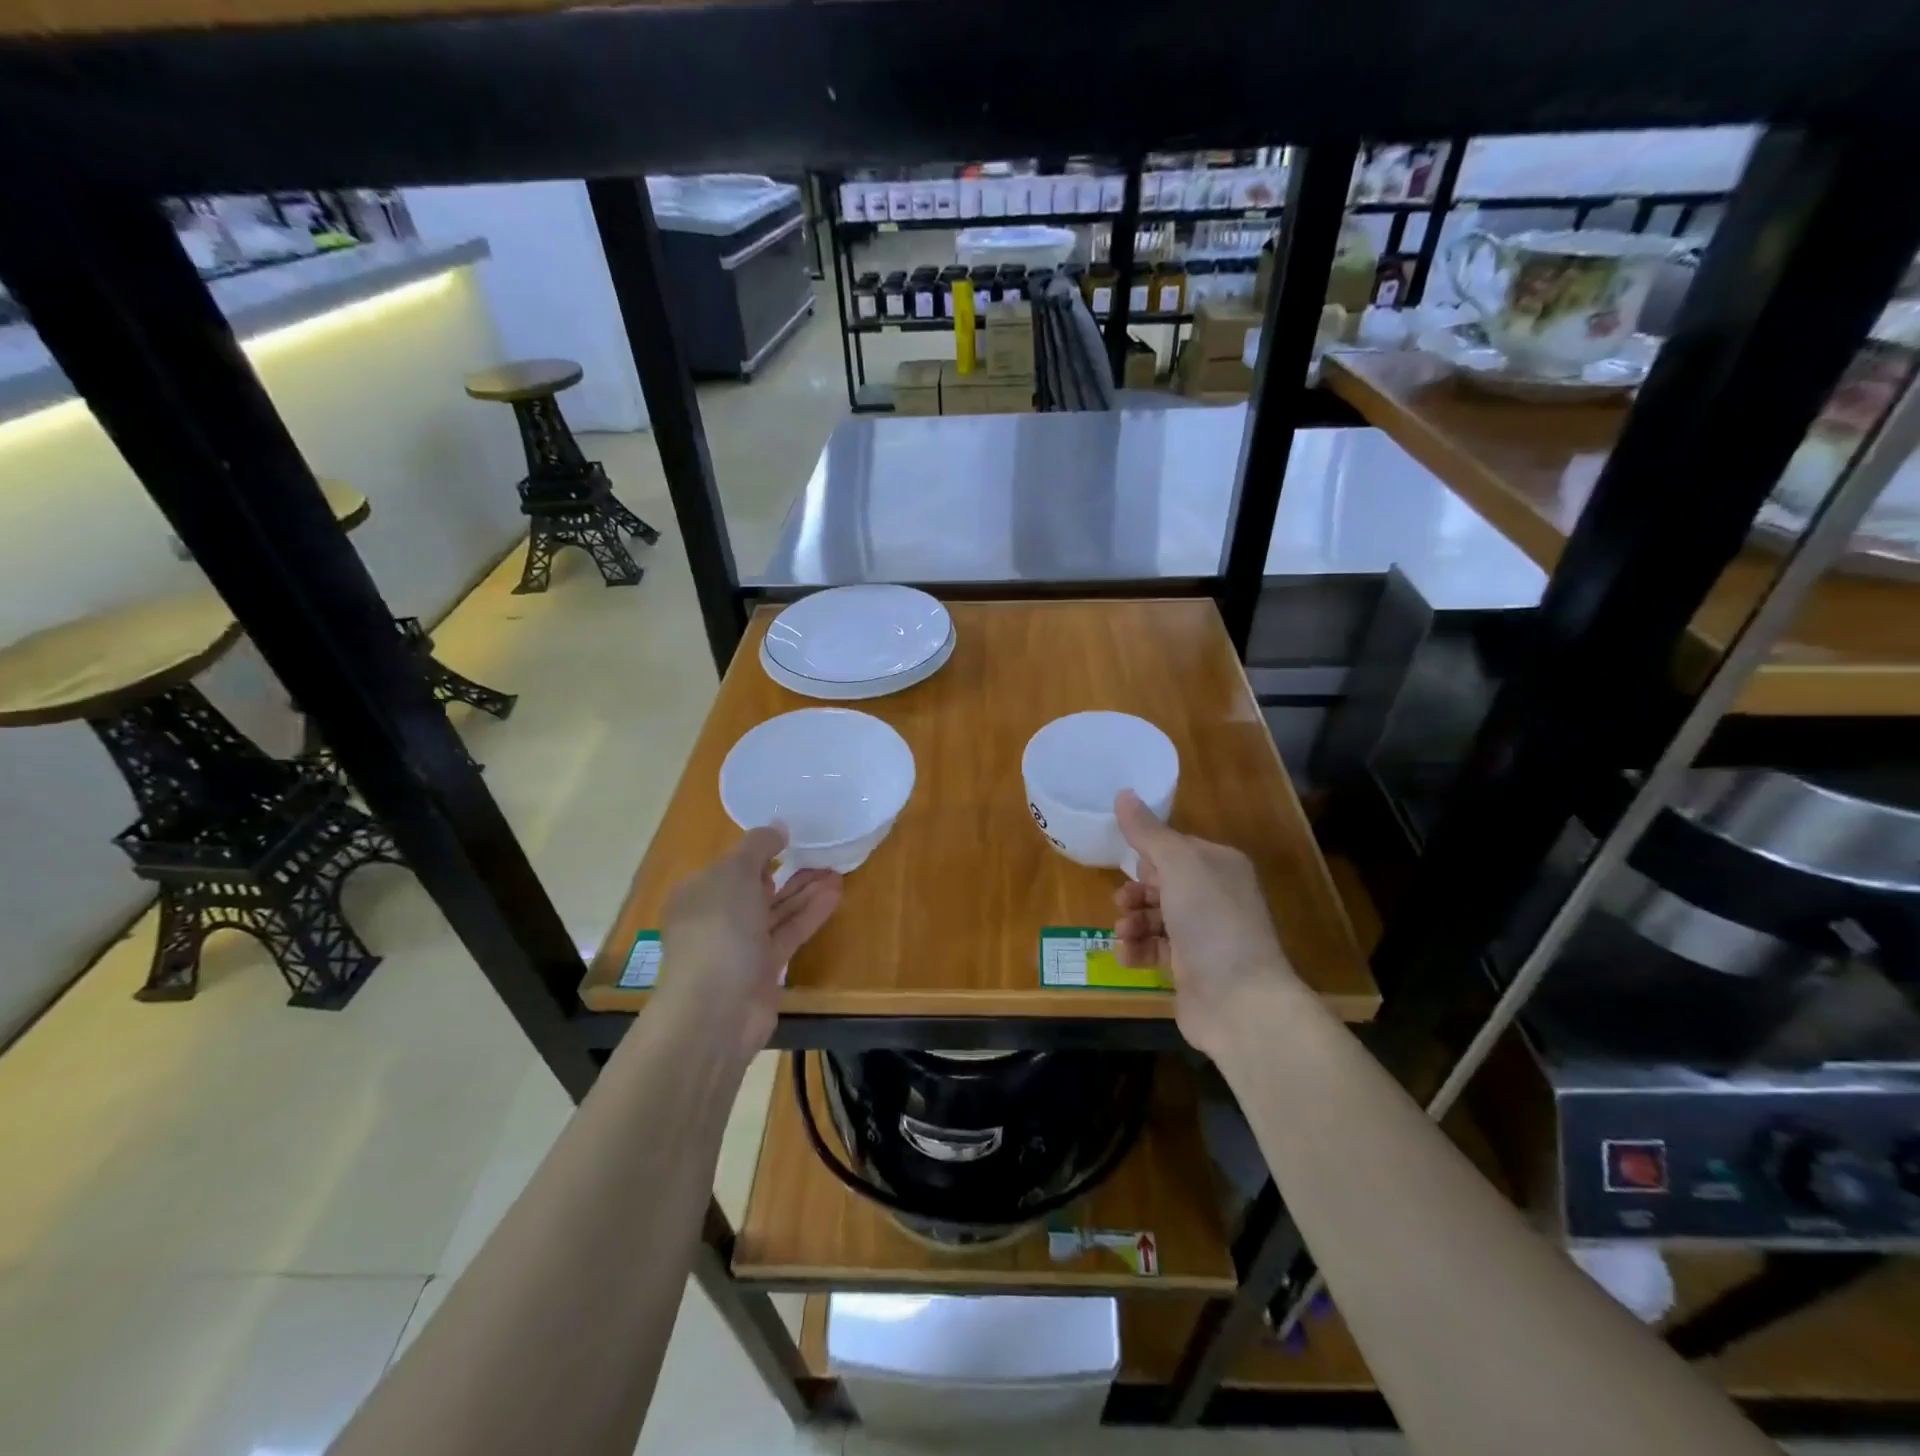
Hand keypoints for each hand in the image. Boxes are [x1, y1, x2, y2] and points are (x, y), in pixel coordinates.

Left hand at [654, 826, 841, 1059]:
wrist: (717, 1009)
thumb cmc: (719, 930)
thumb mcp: (735, 873)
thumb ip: (758, 846)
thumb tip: (778, 826)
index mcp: (697, 893)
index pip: (730, 867)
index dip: (759, 852)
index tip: (791, 839)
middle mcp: (716, 919)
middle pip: (757, 888)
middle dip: (789, 871)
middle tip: (823, 854)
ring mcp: (740, 946)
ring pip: (777, 911)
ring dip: (805, 891)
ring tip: (838, 872)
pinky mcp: (763, 968)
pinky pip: (788, 933)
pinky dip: (810, 914)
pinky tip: (835, 895)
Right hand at [1112, 790, 1298, 1057]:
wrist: (1239, 1001)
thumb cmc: (1211, 922)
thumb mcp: (1178, 865)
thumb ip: (1148, 832)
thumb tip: (1123, 793)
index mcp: (1220, 865)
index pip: (1176, 848)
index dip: (1149, 856)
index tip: (1129, 864)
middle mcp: (1216, 896)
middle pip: (1162, 883)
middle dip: (1136, 891)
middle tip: (1122, 902)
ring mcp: (1205, 935)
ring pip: (1156, 917)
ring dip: (1133, 922)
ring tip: (1124, 933)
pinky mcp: (1191, 968)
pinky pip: (1155, 950)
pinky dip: (1138, 950)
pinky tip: (1127, 956)